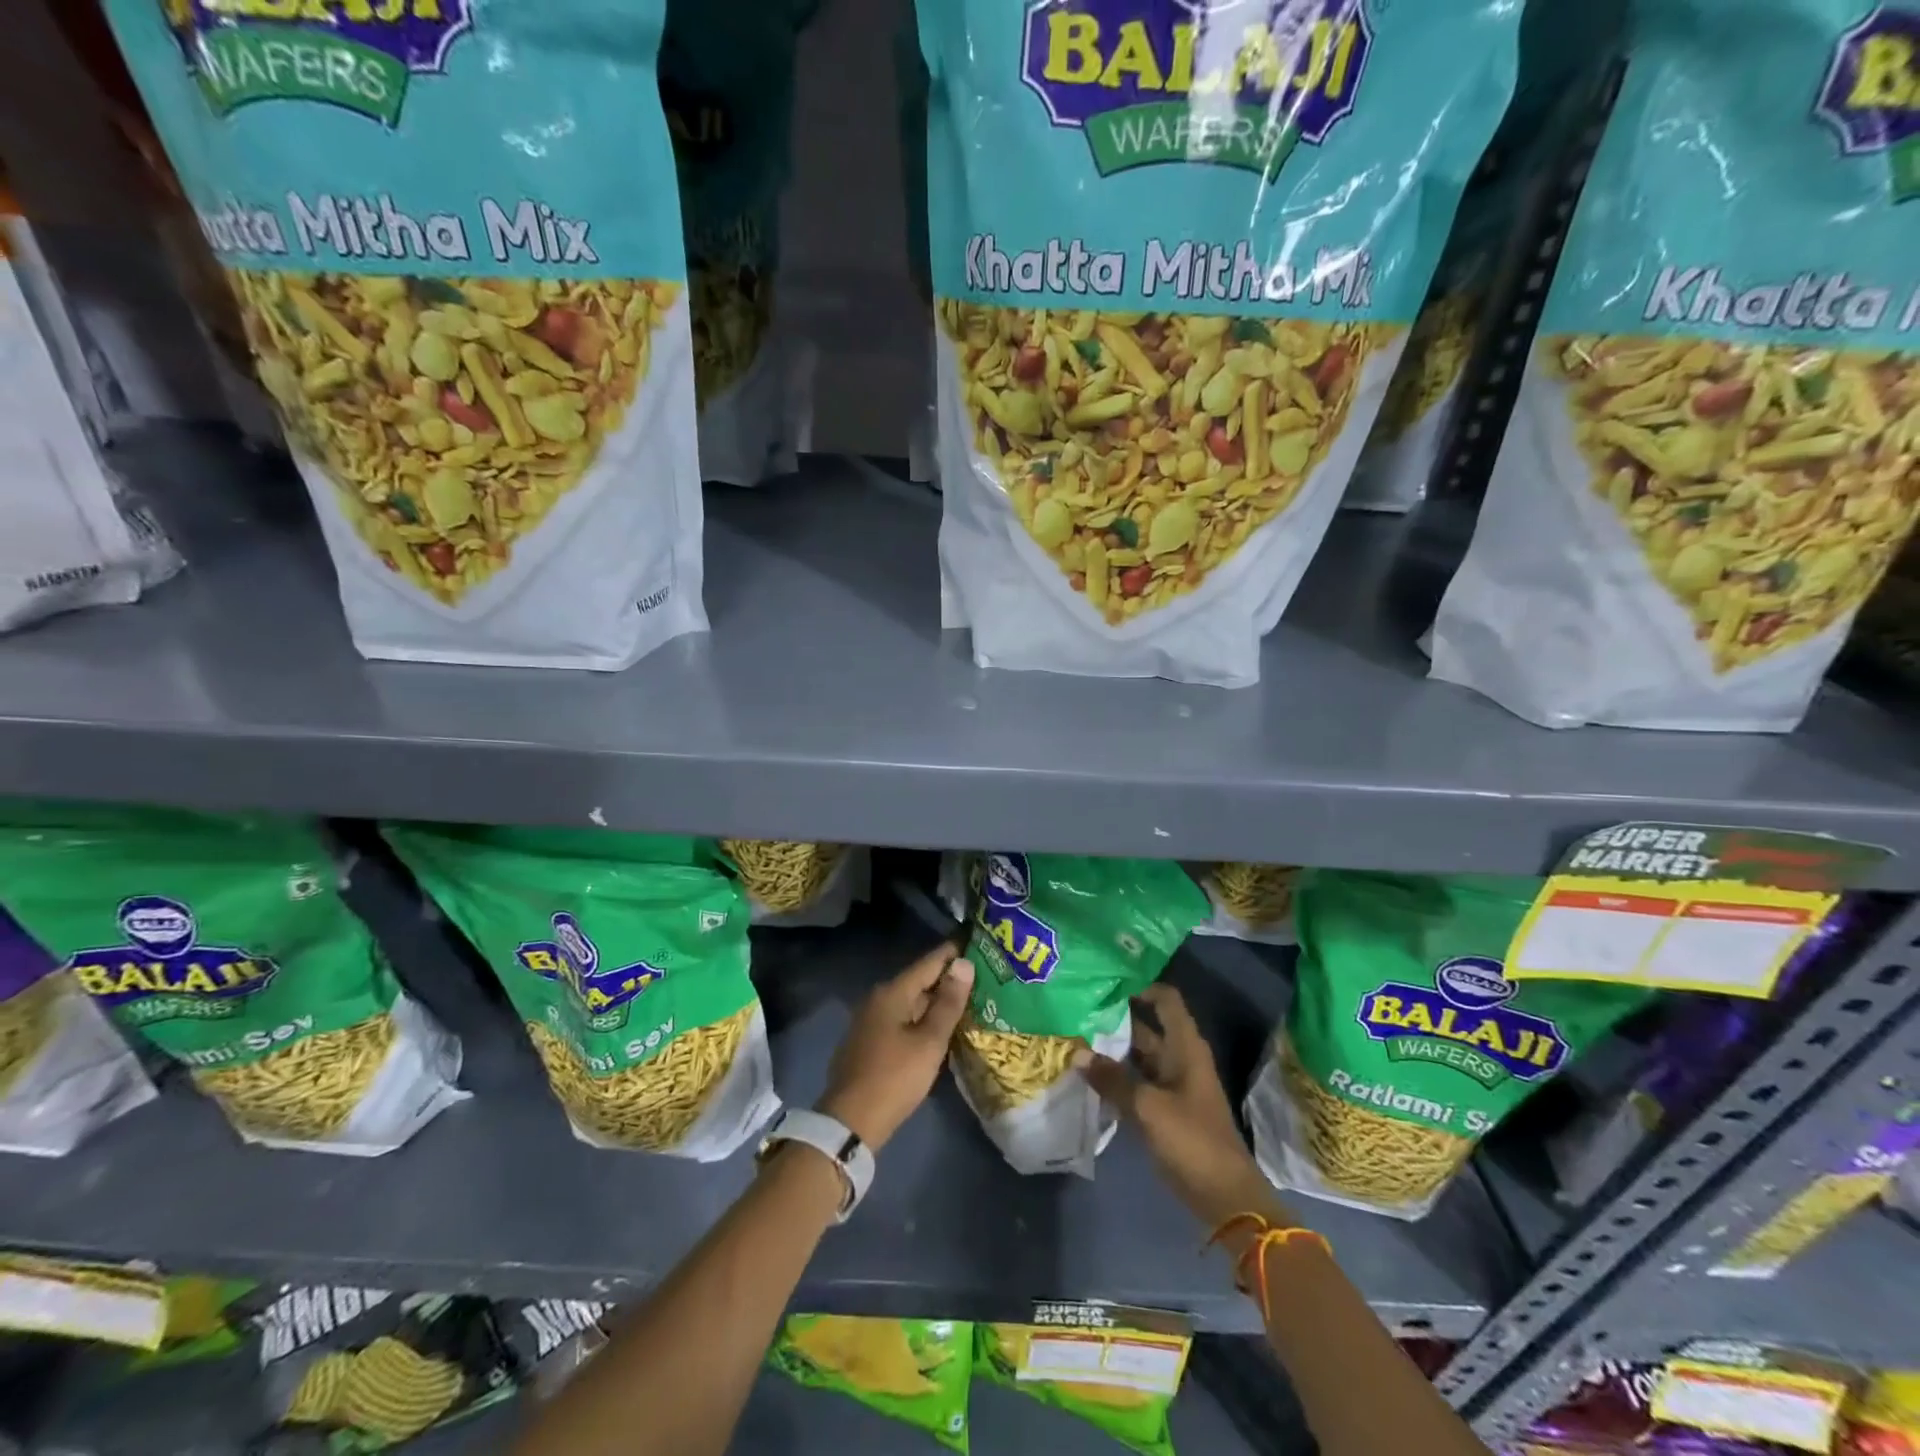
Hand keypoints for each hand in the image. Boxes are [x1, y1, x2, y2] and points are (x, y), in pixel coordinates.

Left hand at [819, 944, 973, 1152]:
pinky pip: (902, 1019)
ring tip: (968, 1000)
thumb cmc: (895, 1077)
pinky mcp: (869, 1041)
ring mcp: (870, 1020)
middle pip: (919, 981)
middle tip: (982, 975)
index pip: (929, 962)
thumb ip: (948, 1002)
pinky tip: (940, 1027)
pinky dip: (922, 1018)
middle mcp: (878, 998)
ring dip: (936, 1001)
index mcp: (892, 992)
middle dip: (948, 978)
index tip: (978, 943)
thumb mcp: (929, 1041)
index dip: (953, 952)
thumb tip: (964, 963)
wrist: (850, 1122)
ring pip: (910, 1002)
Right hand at [1079, 984, 1290, 1230]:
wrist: (1224, 1197)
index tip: (1105, 982)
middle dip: (1114, 1018)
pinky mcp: (1163, 1109)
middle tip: (1076, 1008)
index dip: (1140, 987)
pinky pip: (1135, 1083)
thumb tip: (1077, 1054)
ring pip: (1137, 1056)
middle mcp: (1178, 1058)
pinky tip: (1086, 1075)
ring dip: (1111, 1049)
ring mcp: (1171, 1085)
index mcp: (1185, 1047)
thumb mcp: (1149, 1107)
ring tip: (1073, 1037)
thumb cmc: (1192, 1140)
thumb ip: (1113, 1079)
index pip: (1165, 1000)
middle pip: (1146, 1027)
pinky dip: (1114, 1077)